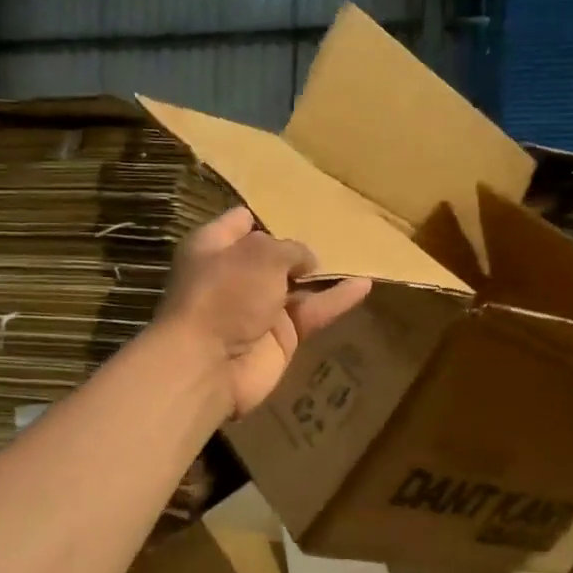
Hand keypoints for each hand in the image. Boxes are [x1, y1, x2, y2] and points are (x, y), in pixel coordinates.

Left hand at [158, 208, 372, 418]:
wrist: (208, 365)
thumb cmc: (225, 294)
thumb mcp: (261, 253)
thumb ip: (290, 249)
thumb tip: (309, 261)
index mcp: (213, 247)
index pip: (240, 222)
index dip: (265, 214)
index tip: (297, 206)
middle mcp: (234, 276)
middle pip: (272, 256)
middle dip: (299, 246)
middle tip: (337, 229)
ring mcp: (258, 309)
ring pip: (297, 286)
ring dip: (324, 273)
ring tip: (360, 254)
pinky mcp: (281, 338)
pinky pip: (313, 312)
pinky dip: (336, 300)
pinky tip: (364, 284)